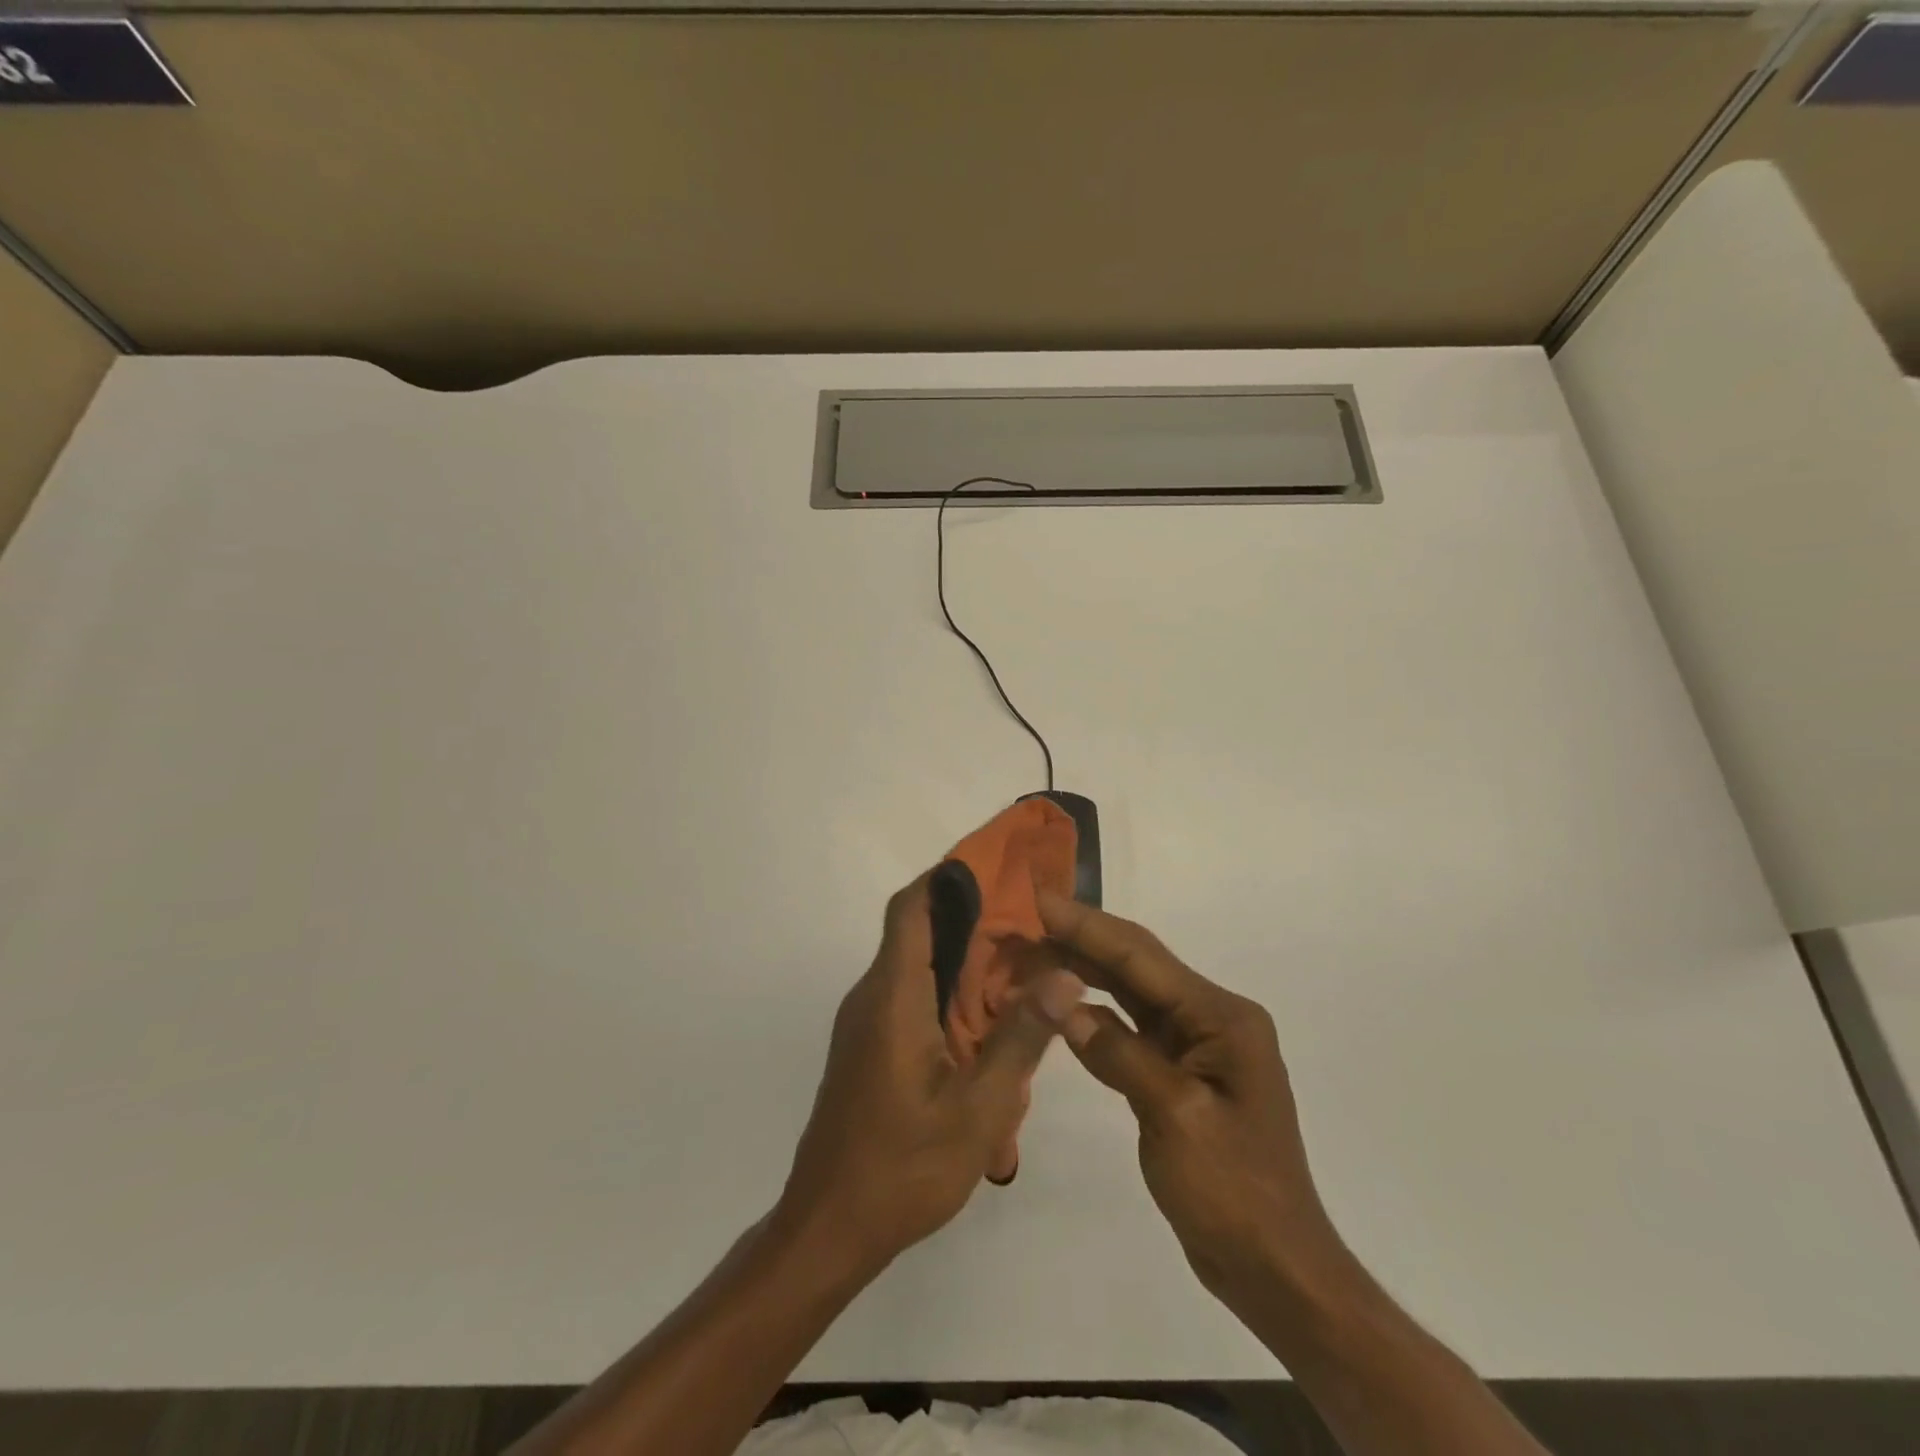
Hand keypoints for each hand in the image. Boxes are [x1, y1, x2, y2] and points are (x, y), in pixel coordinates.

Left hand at [777, 872, 1083, 1278]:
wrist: (828, 1229)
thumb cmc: (903, 1168)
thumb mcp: (978, 1109)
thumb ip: (1020, 1037)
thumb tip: (1064, 974)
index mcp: (893, 997)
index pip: (911, 909)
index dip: (948, 878)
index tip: (996, 867)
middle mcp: (873, 997)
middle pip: (918, 931)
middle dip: (971, 917)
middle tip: (1030, 921)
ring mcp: (867, 1023)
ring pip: (917, 966)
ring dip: (964, 959)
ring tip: (1022, 966)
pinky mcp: (870, 1047)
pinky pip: (911, 997)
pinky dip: (949, 992)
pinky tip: (988, 1021)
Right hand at [1037, 889, 1342, 1300]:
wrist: (1275, 1269)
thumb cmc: (1235, 1192)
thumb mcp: (1175, 1117)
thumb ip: (1119, 1054)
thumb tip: (1061, 1004)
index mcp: (1221, 1017)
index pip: (1140, 956)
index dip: (1086, 925)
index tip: (1038, 899)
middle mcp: (1210, 1018)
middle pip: (1135, 966)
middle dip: (1079, 940)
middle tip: (1024, 921)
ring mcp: (1195, 1045)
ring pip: (1129, 994)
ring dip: (1083, 973)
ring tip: (1032, 952)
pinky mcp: (1178, 1072)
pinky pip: (1130, 1029)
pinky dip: (1095, 1016)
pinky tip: (1061, 1007)